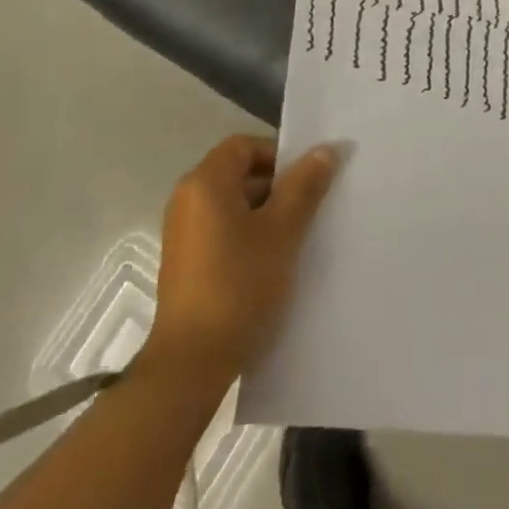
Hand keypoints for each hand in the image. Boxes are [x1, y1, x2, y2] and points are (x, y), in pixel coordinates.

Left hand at [147, 135, 338, 388]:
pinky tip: (271, 263)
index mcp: (205, 182)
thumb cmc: (239, 284)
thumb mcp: (282, 231)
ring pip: (232, 205)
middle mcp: (186, 199)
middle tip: (310, 210)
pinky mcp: (184, 262)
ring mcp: (182, 232)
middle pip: (238, 173)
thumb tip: (325, 150)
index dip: (279, 155)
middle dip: (276, 186)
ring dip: (264, 214)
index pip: (245, 146)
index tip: (307, 180)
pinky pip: (221, 231)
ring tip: (295, 239)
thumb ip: (304, 186)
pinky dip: (247, 235)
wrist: (192, 362)